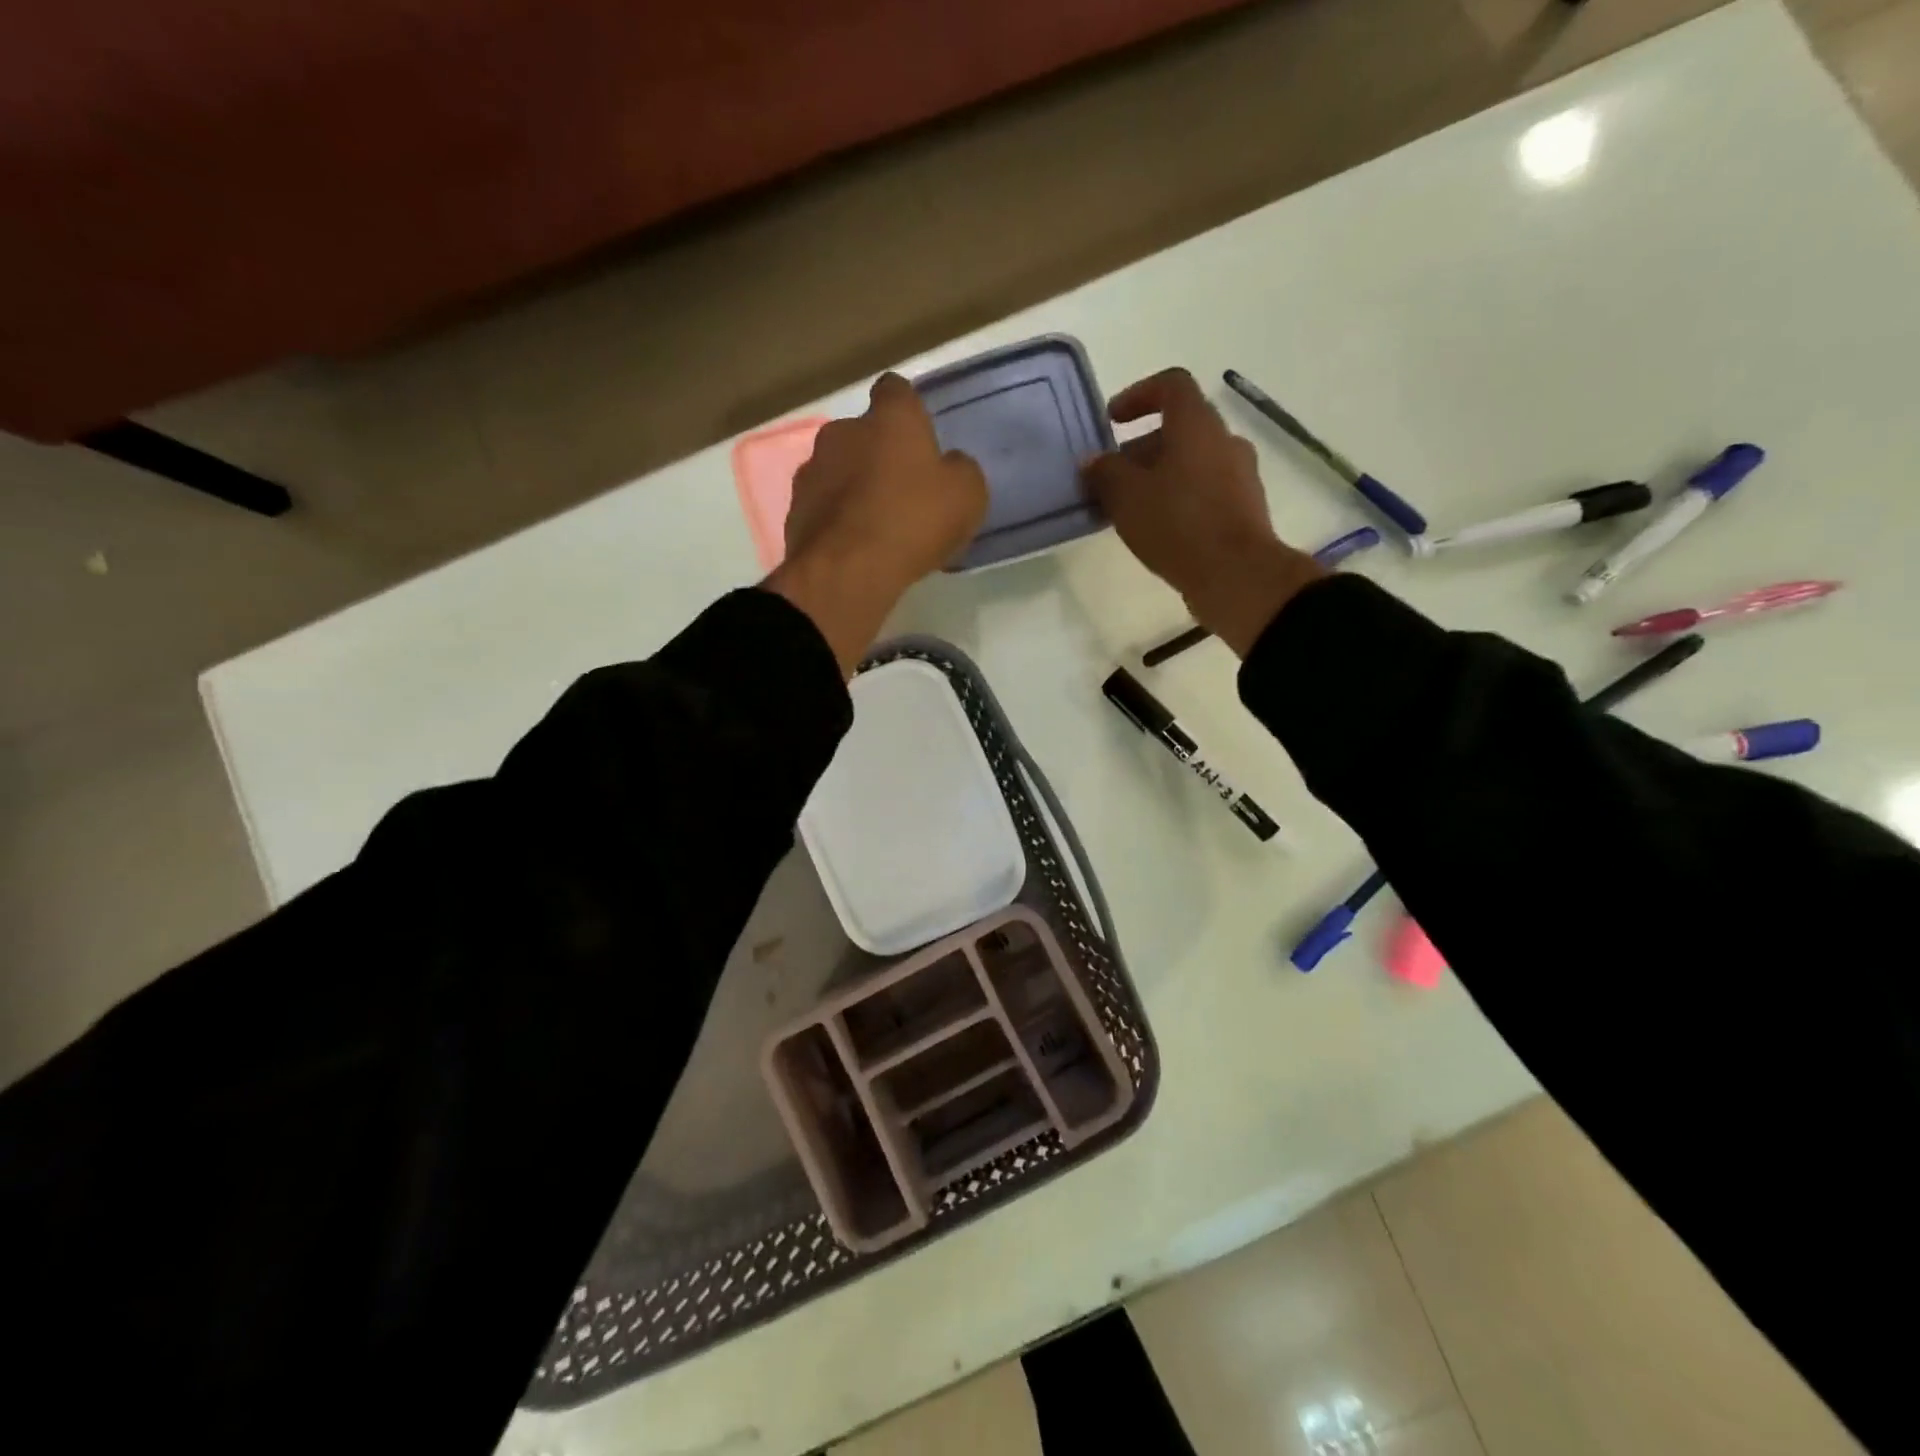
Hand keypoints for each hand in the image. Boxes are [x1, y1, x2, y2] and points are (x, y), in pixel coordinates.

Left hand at [767, 373, 987, 674]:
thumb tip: (949, 466)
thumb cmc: (913, 521)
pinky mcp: (794, 509)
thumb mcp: (966, 496)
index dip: (909, 412)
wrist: (847, 571)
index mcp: (890, 418)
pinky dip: (837, 519)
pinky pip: (823, 506)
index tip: (920, 438)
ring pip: (839, 470)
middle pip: (864, 433)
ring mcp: (812, 469)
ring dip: (855, 488)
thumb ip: (959, 471)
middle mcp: (843, 431)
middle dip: (879, 455)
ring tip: (876, 525)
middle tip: (903, 491)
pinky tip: (855, 547)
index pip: (896, 391)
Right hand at [1082, 368, 1323, 656]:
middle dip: (1141, 447)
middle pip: (1180, 428)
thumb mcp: (1126, 497)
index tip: (1112, 421)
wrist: (1236, 574)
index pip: (1171, 385)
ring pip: (1193, 461)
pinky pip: (1205, 489)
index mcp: (1197, 425)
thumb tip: (1093, 461)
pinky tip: (1158, 528)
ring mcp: (1240, 475)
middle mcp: (1224, 441)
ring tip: (1130, 507)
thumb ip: (1105, 472)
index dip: (1138, 394)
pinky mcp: (1244, 508)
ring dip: (1160, 475)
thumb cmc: (1177, 524)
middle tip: (1112, 476)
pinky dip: (1179, 497)